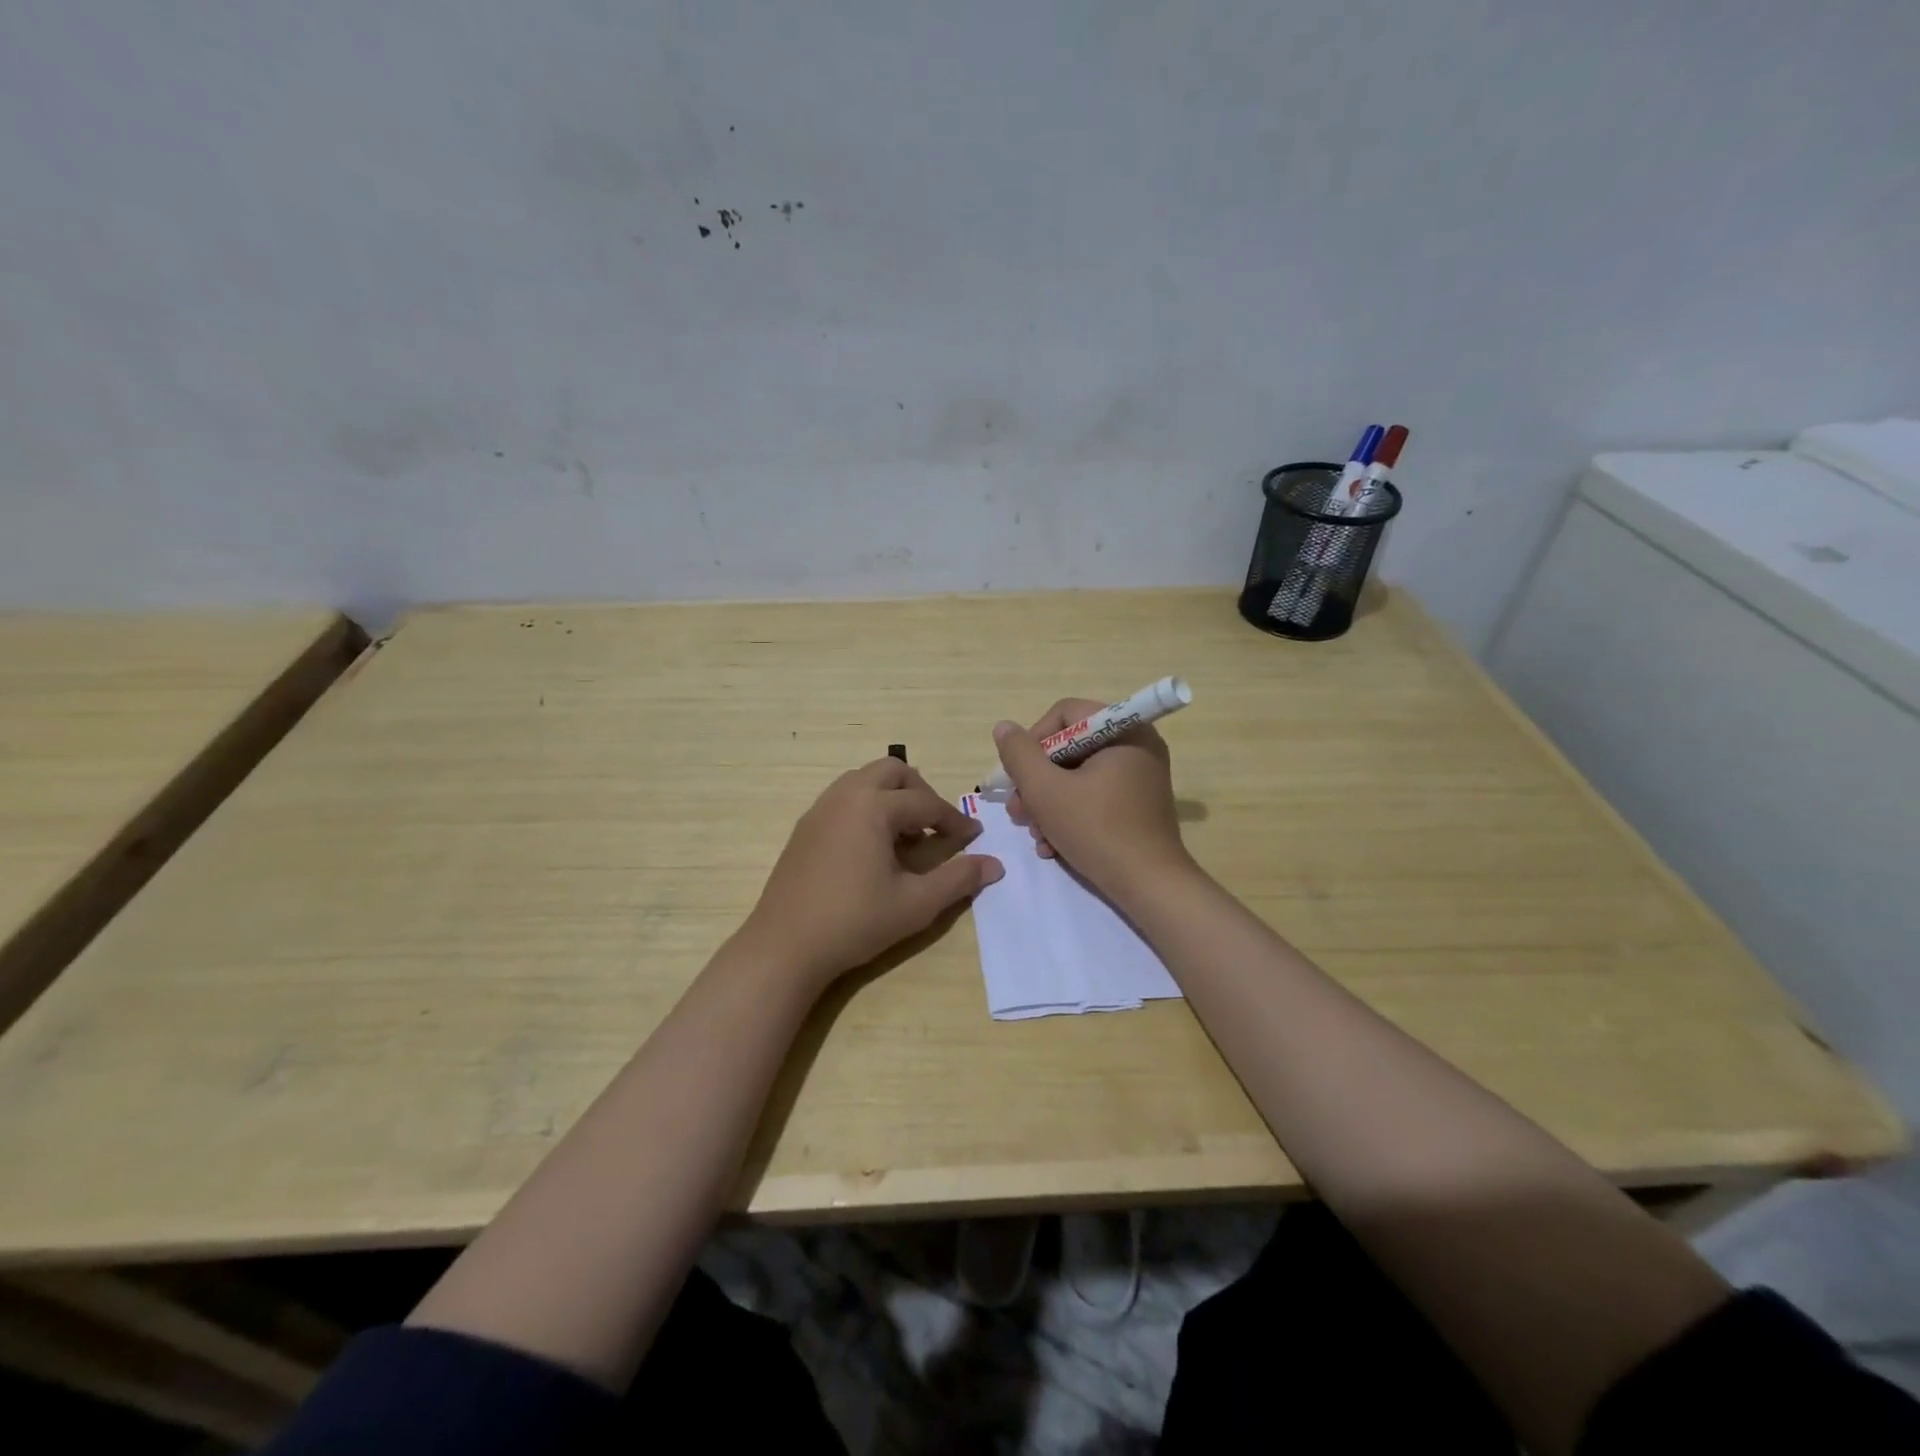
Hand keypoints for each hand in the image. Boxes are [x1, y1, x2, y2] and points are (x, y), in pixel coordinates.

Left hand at [741, 758, 1002, 991]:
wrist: (785, 946)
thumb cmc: (855, 922)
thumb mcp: (916, 904)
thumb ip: (958, 879)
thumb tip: (995, 865)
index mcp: (873, 806)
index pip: (926, 803)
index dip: (955, 820)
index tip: (974, 837)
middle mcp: (845, 795)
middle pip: (893, 771)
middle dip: (921, 792)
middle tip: (935, 826)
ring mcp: (820, 808)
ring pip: (865, 779)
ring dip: (892, 796)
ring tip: (905, 836)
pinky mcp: (805, 826)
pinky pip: (844, 798)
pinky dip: (867, 807)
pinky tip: (872, 847)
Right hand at [993, 700, 1191, 900]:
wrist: (1150, 886)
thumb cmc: (1097, 830)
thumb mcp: (1046, 790)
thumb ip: (1019, 755)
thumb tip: (1004, 727)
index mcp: (1123, 730)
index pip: (1065, 715)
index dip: (1033, 742)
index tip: (1018, 777)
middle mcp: (1136, 745)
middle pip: (1069, 747)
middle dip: (1037, 781)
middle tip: (1018, 811)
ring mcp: (1140, 776)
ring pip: (1078, 776)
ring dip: (1048, 803)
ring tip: (1034, 834)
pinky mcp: (1138, 804)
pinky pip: (1095, 796)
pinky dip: (1070, 815)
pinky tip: (1052, 845)